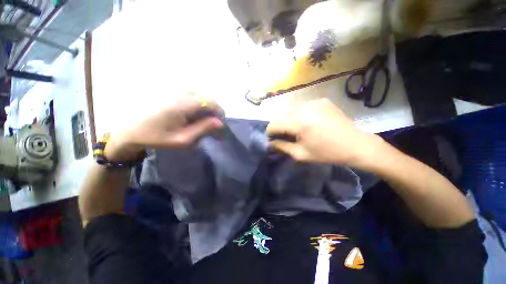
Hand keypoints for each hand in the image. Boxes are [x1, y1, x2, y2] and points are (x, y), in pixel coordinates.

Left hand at [105, 94, 223, 161]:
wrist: (129, 130)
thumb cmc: (156, 137)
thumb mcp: (182, 139)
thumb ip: (202, 129)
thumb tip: (220, 123)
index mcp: (183, 104)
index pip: (210, 102)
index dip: (219, 112)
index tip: (220, 124)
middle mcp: (180, 93)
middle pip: (207, 98)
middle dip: (214, 111)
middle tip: (213, 124)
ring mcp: (174, 90)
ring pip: (200, 96)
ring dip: (206, 107)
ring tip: (203, 120)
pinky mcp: (170, 91)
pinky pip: (192, 95)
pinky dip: (198, 104)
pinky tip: (193, 114)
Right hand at [267, 98, 383, 168]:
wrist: (356, 145)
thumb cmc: (327, 153)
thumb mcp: (301, 154)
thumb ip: (282, 147)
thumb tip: (269, 143)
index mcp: (299, 123)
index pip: (274, 124)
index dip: (270, 132)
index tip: (273, 139)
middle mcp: (304, 108)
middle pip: (281, 115)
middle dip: (279, 125)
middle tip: (285, 135)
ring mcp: (314, 102)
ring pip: (291, 109)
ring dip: (288, 119)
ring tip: (296, 129)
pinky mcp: (321, 100)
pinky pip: (303, 106)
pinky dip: (300, 114)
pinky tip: (308, 122)